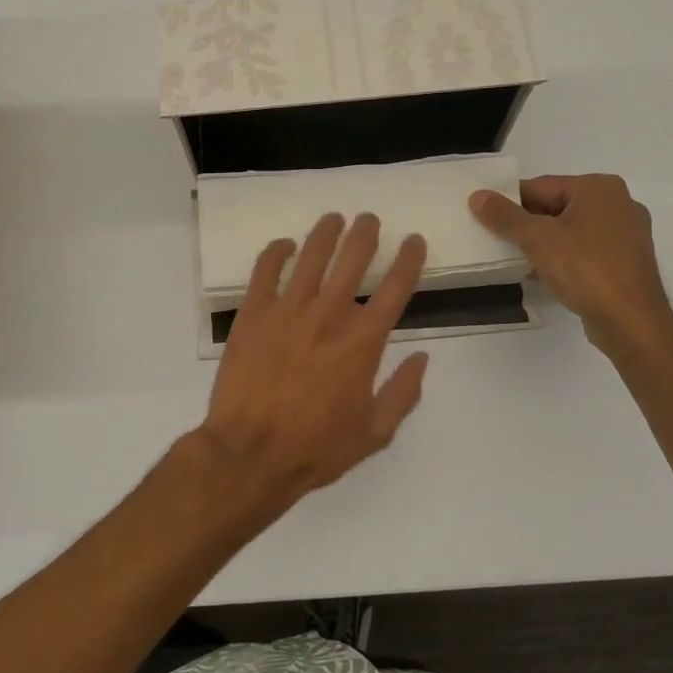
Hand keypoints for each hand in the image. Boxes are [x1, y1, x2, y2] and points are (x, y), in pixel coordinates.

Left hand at [196, 213, 428, 512]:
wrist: (250, 453)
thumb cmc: (315, 448)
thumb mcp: (374, 434)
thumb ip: (403, 393)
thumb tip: (423, 358)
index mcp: (362, 343)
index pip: (395, 289)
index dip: (409, 260)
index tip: (414, 240)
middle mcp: (329, 316)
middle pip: (353, 260)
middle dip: (366, 234)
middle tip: (369, 219)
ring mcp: (288, 310)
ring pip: (312, 256)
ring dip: (326, 232)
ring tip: (334, 218)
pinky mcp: (253, 313)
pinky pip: (265, 269)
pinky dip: (276, 251)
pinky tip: (285, 245)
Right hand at [470, 174, 672, 355]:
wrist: (630, 321)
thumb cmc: (584, 268)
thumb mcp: (536, 238)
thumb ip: (504, 216)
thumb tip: (478, 196)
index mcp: (599, 187)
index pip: (541, 186)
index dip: (510, 202)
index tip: (487, 220)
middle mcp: (618, 203)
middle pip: (556, 206)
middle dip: (527, 224)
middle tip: (498, 241)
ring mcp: (627, 233)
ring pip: (571, 230)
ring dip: (544, 243)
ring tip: (517, 259)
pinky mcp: (627, 261)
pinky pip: (586, 250)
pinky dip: (564, 257)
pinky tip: (544, 274)